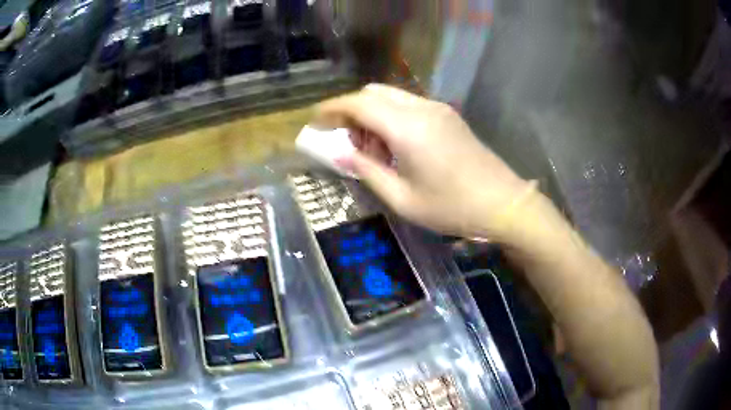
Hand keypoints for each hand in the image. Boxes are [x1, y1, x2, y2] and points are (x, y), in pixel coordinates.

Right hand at [315, 84, 531, 238]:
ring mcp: (437, 109)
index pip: (358, 103)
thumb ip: (366, 170)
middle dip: (351, 111)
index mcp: (407, 127)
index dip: (332, 108)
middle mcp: (421, 108)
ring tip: (371, 148)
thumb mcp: (402, 198)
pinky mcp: (448, 115)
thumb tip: (339, 154)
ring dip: (372, 114)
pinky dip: (391, 116)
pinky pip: (409, 105)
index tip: (316, 121)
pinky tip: (396, 145)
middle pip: (373, 93)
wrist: (503, 203)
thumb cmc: (452, 207)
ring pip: (391, 97)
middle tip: (345, 141)